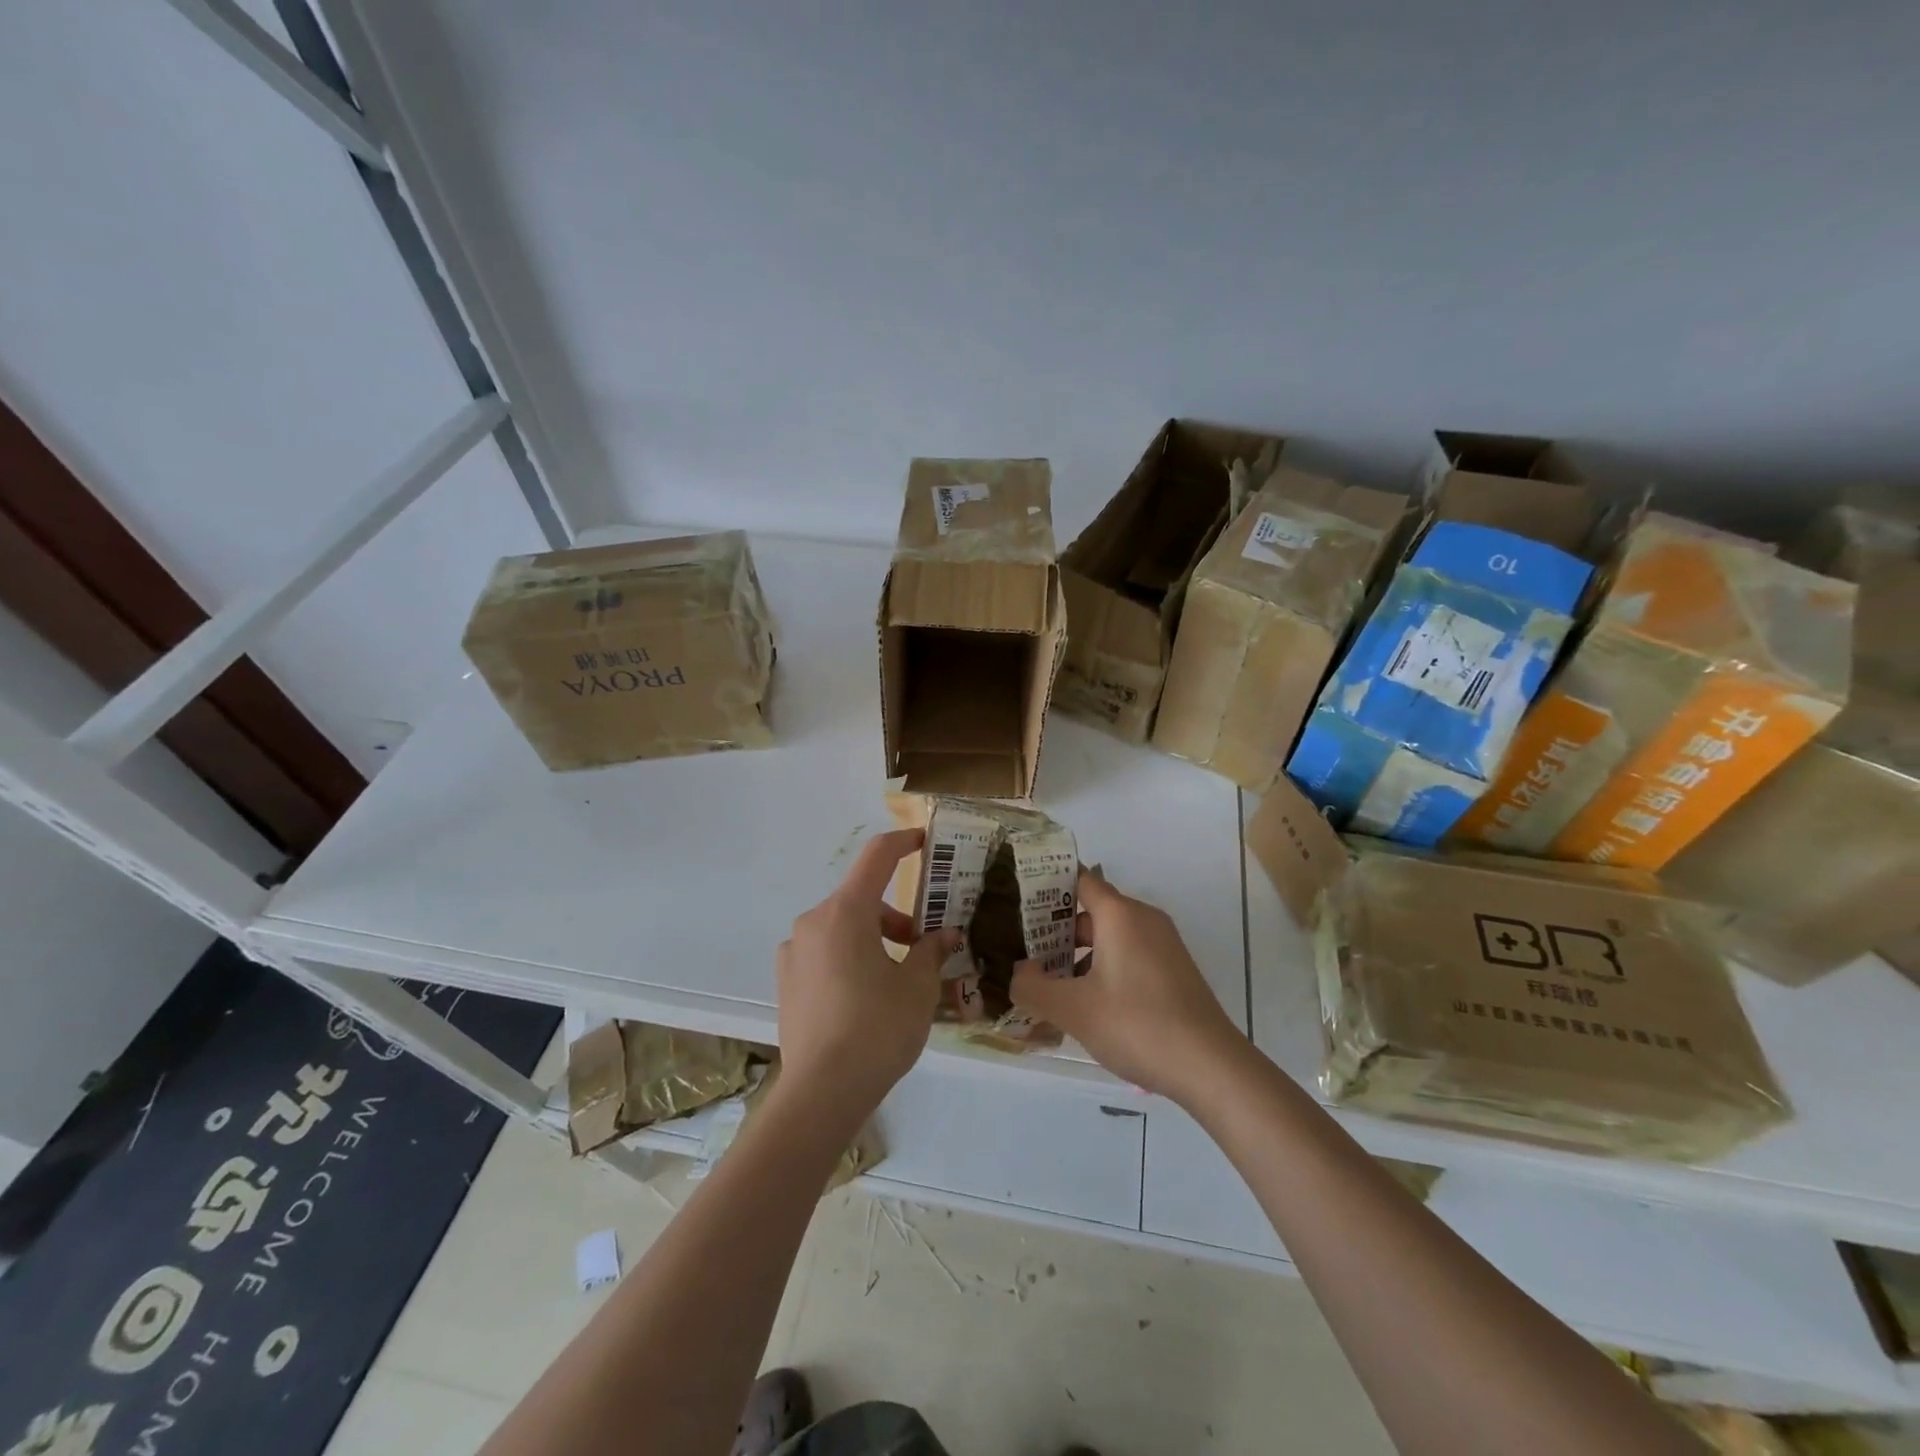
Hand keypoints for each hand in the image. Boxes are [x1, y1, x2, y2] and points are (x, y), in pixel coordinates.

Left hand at [775, 829, 956, 1122]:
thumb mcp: (918, 988)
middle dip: (896, 917)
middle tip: (923, 948)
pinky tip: (864, 998)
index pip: (877, 858)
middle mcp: (813, 922)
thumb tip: (945, 935)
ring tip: (897, 980)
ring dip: (873, 939)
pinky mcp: (786, 981)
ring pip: (842, 928)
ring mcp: (794, 952)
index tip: (924, 841)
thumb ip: (932, 951)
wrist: (821, 1093)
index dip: (903, 843)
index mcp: (846, 913)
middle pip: (861, 900)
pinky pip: (824, 953)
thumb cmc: (878, 1029)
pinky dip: (849, 958)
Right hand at [1010, 870, 1244, 1103]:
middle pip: (1093, 911)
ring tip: (1050, 984)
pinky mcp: (1174, 970)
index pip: (1081, 880)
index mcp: (1120, 915)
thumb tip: (1017, 973)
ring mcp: (1164, 945)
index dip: (1049, 888)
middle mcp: (1144, 920)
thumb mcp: (1074, 1010)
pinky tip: (1089, 1004)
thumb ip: (1034, 987)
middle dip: (1058, 931)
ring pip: (1112, 937)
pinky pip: (1130, 956)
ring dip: (1080, 955)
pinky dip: (1105, 968)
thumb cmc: (1137, 1025)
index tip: (1019, 903)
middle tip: (1025, 953)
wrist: (1211, 1066)